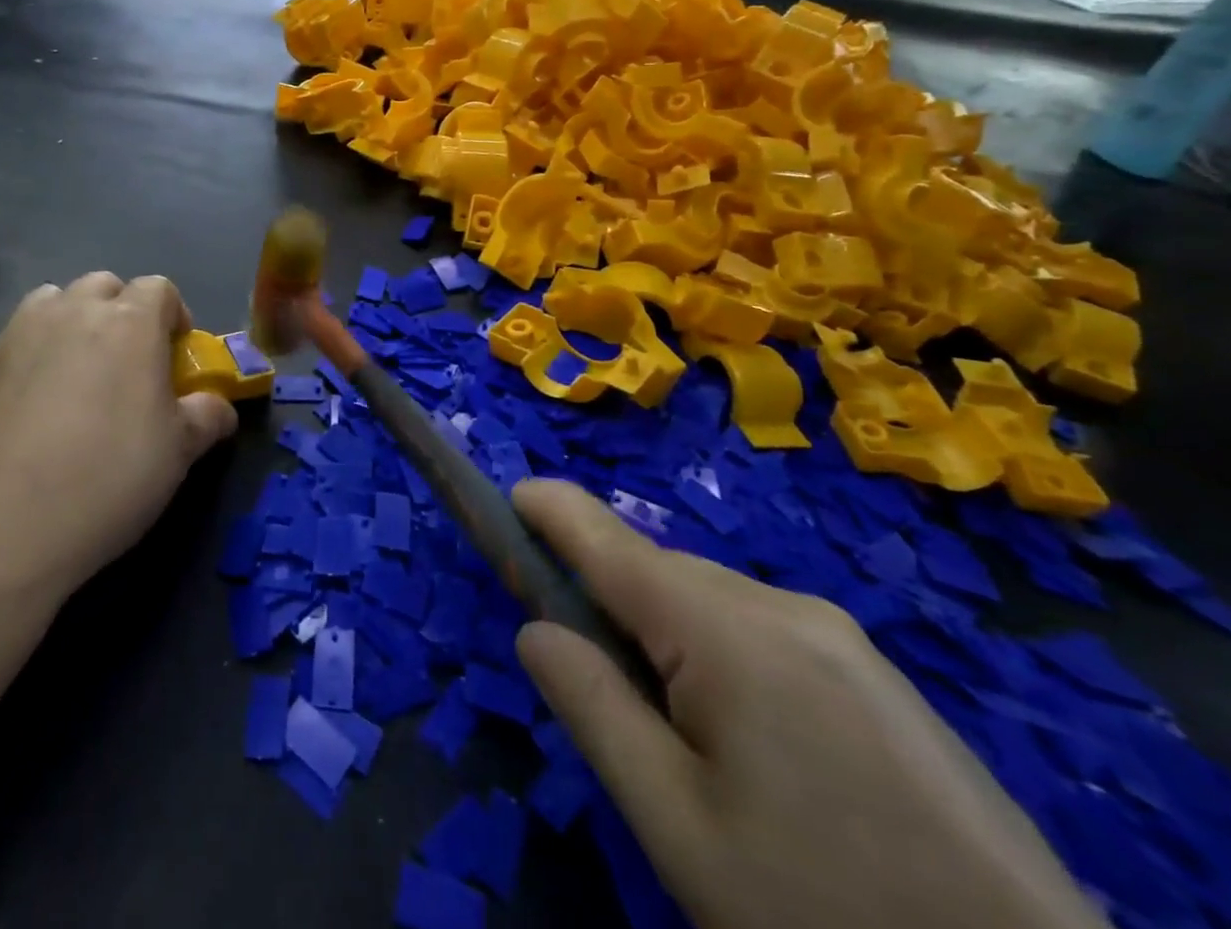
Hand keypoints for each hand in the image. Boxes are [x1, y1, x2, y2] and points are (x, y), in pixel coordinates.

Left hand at [0, 273, 238, 598]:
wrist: (5, 523)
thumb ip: (208, 416)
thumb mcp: (180, 451)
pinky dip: (36, 351)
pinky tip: (36, 402)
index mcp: (130, 322)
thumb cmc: (110, 477)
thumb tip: (218, 407)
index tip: (175, 356)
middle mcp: (75, 311)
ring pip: (56, 300)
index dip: (174, 316)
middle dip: (123, 312)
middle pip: (106, 286)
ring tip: (79, 370)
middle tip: (128, 363)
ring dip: (74, 320)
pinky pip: (20, 336)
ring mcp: (22, 333)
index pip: (160, 288)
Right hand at [512, 480, 1103, 928]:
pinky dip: (720, 654)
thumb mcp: (676, 823)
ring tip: (676, 734)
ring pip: (711, 603)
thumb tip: (536, 629)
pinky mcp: (879, 676)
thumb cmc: (820, 911)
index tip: (507, 499)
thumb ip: (591, 705)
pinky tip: (750, 745)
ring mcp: (841, 636)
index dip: (550, 510)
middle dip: (607, 599)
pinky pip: (764, 632)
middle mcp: (782, 604)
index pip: (608, 539)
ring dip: (666, 635)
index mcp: (725, 629)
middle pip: (658, 574)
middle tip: (588, 676)